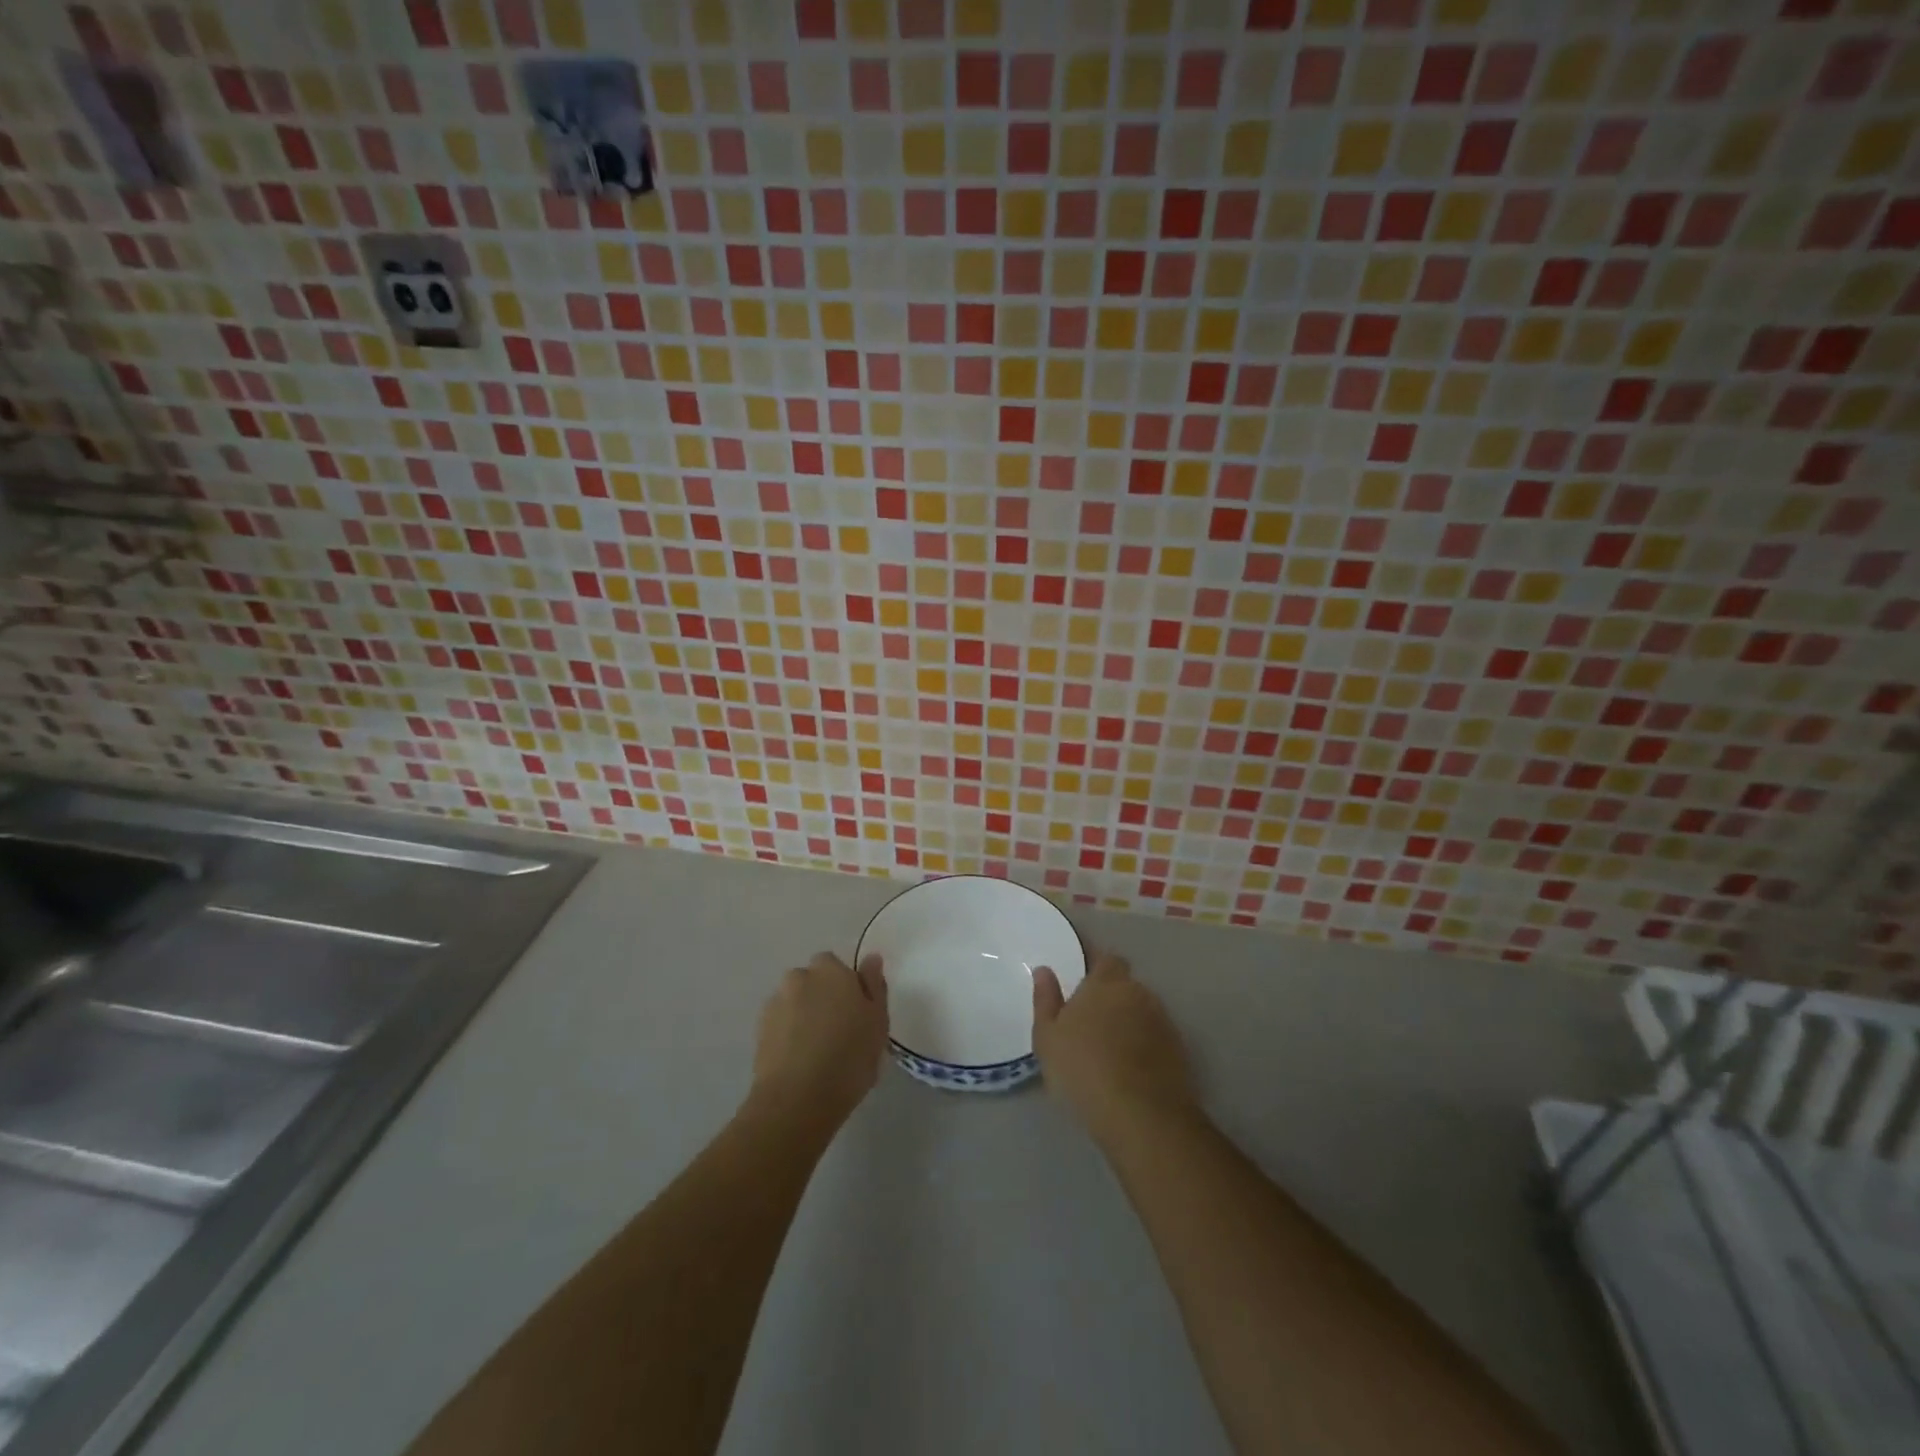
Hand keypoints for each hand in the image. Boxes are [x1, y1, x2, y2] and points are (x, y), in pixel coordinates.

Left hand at [748, 952, 888, 1129]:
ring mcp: (776, 1002)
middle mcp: (800, 978)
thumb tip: (871, 958)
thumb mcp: (878, 1022)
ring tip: (816, 1049)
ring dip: (803, 1014)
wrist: (797, 1099)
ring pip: (794, 1001)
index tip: (855, 1012)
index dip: (845, 986)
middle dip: (821, 996)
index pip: (836, 965)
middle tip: (837, 1029)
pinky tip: (798, 1059)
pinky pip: (780, 1022)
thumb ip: (874, 985)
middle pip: (812, 980)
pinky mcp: (759, 1029)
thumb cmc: (849, 1058)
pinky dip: (787, 1033)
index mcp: (831, 971)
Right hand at [1033, 950, 1194, 1143]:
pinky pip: (1156, 1038)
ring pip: (1142, 1011)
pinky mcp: (1179, 1051)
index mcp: (1106, 983)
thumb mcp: (1048, 1037)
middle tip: (1090, 1020)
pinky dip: (1144, 1046)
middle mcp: (1139, 993)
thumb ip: (1046, 999)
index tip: (1081, 982)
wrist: (1142, 1116)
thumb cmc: (1084, 1069)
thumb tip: (1044, 970)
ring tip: (1110, 1048)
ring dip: (1129, 1021)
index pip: (1107, 959)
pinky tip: (1130, 1069)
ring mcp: (1163, 1022)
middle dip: (1112, 996)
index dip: (1096, 967)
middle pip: (1126, 985)